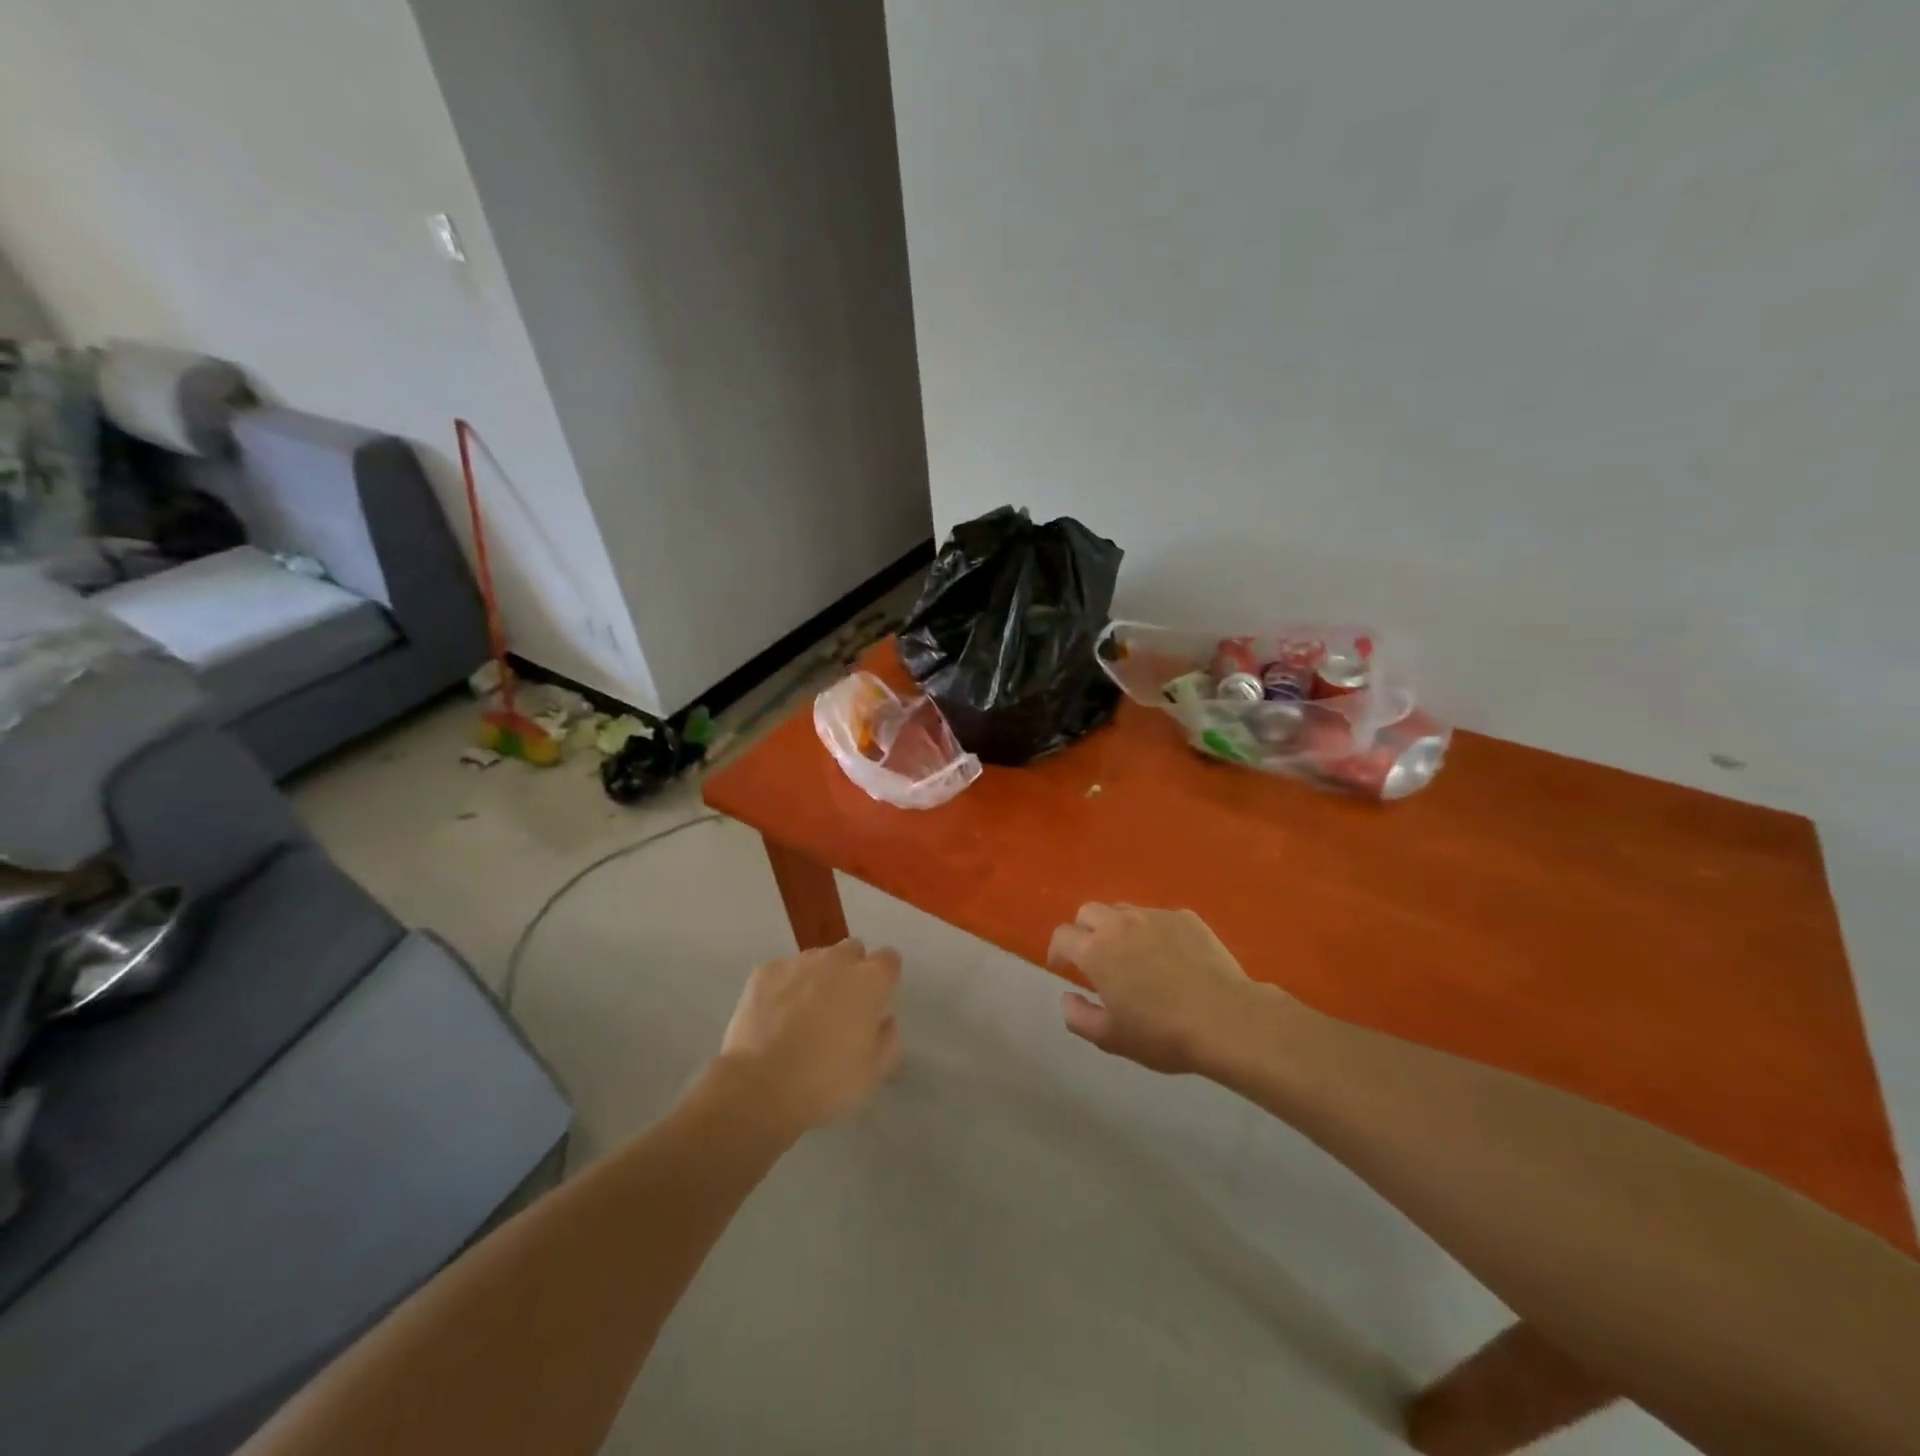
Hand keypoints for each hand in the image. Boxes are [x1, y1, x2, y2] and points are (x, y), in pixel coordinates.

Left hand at [718, 938, 903, 1131]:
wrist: (761, 1086)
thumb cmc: (827, 1081)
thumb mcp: (874, 1072)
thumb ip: (888, 1038)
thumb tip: (883, 1019)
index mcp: (870, 980)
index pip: (889, 959)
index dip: (884, 979)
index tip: (876, 1003)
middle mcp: (837, 960)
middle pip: (852, 951)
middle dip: (851, 971)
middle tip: (841, 1009)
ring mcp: (798, 962)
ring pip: (816, 959)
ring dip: (817, 977)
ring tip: (803, 1015)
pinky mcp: (765, 971)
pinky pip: (783, 971)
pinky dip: (784, 987)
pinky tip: (775, 1017)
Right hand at [1048, 904, 1259, 1074]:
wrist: (1226, 1019)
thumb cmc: (1162, 1034)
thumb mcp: (1111, 1038)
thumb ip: (1078, 1017)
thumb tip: (1067, 996)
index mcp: (1096, 950)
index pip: (1062, 935)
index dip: (1057, 951)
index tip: (1062, 967)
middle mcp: (1120, 923)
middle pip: (1089, 911)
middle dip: (1085, 930)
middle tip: (1096, 957)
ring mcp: (1155, 916)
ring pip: (1124, 910)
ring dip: (1118, 928)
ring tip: (1133, 955)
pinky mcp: (1186, 917)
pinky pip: (1159, 917)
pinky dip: (1154, 931)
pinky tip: (1170, 957)